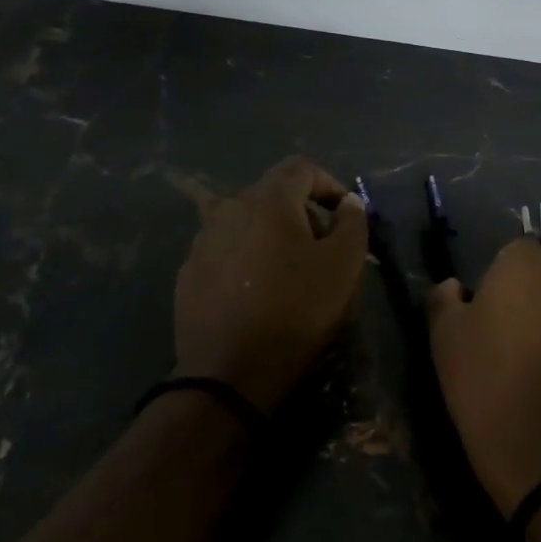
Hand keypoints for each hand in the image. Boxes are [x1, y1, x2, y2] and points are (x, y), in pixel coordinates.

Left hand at [173, 156, 367, 412]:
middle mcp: (228, 209)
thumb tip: (348, 202)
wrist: (229, 374)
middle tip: (322, 248)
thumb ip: (352, 222)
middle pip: (272, 194)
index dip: (329, 184)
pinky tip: (256, 293)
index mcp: (267, 199)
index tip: (345, 216)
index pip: (302, 168)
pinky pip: (225, 252)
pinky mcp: (188, 274)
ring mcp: (202, 242)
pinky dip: (245, 260)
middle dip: (302, 212)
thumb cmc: (296, 311)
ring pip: (246, 223)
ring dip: (271, 236)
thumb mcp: (343, 265)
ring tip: (288, 272)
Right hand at [426, 240, 540, 517]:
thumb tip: (452, 287)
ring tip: (536, 370)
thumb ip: (443, 299)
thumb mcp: (444, 340)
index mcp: (528, 263)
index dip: (495, 283)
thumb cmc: (489, 387)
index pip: (511, 253)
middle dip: (529, 300)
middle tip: (506, 343)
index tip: (483, 319)